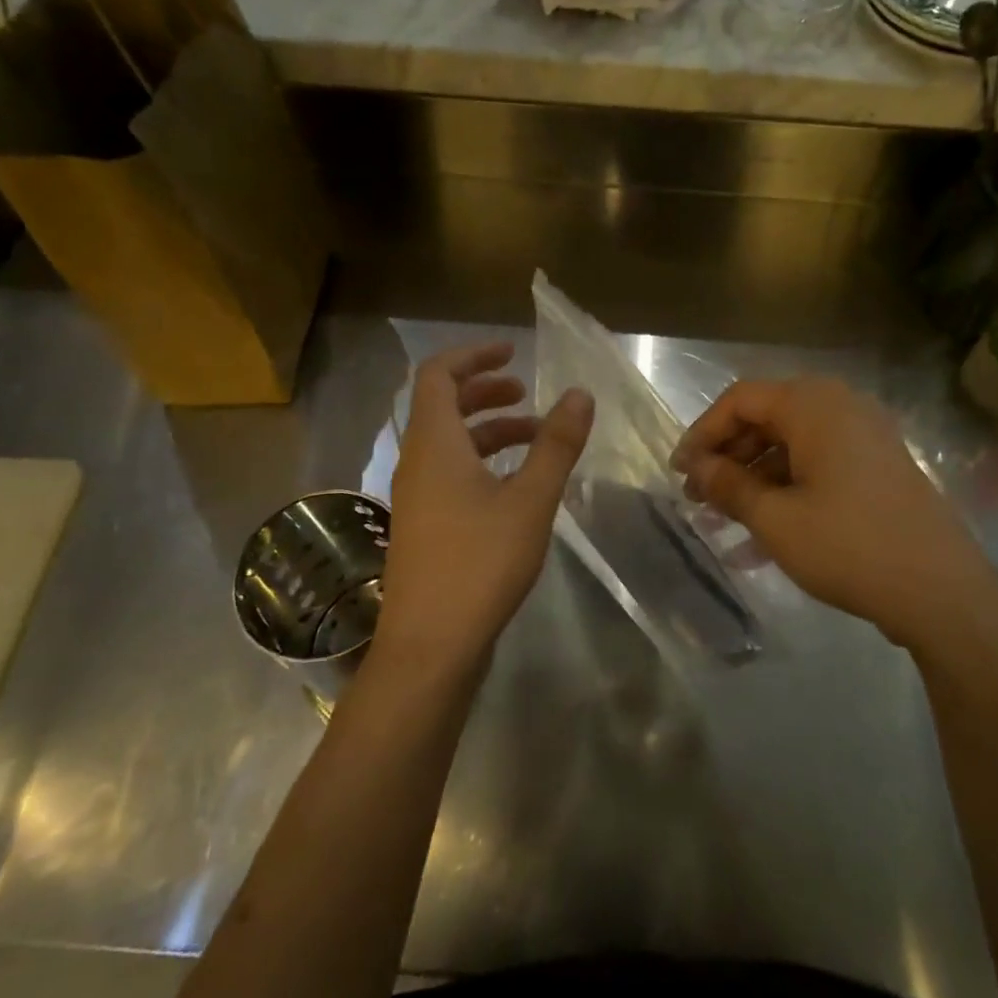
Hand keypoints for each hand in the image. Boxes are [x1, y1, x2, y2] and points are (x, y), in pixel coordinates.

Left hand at [377, 342, 593, 675]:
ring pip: (450, 443)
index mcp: (434, 444)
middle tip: (526, 392)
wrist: (431, 644)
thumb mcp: (531, 499)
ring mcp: (417, 497)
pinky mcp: (425, 525)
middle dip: (484, 391)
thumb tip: (579, 394)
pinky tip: (517, 483)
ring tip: (535, 436)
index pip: (437, 375)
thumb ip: (556, 444)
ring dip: (489, 430)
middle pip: (443, 406)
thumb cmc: (480, 562)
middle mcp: (417, 462)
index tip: (513, 353)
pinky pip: (450, 473)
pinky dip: (482, 462)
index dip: (473, 356)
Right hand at [673, 378, 990, 650]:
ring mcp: (865, 437)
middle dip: (727, 458)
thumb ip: (728, 484)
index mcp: (813, 405)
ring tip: (723, 521)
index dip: (702, 433)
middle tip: (699, 498)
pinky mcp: (878, 467)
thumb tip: (696, 466)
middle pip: (766, 419)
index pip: (740, 400)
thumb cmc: (848, 545)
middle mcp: (841, 407)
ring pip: (791, 446)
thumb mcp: (775, 518)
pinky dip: (786, 491)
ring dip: (753, 479)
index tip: (679, 472)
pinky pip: (818, 466)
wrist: (942, 592)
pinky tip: (761, 537)